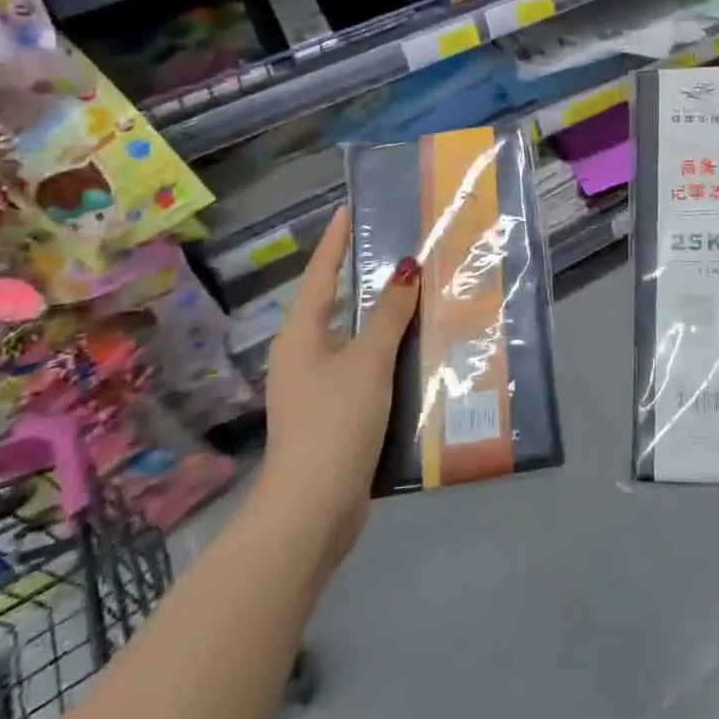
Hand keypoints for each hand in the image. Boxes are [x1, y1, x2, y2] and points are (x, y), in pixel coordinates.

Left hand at [256, 207, 419, 572]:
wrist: (312, 510)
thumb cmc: (335, 421)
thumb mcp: (367, 361)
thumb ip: (389, 315)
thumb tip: (406, 269)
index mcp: (301, 334)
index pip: (322, 273)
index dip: (335, 240)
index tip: (347, 208)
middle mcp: (303, 354)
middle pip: (336, 304)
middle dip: (364, 278)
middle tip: (399, 250)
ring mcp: (315, 386)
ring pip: (353, 338)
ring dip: (382, 319)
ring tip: (417, 295)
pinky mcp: (333, 413)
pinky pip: (362, 368)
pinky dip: (386, 354)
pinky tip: (415, 352)